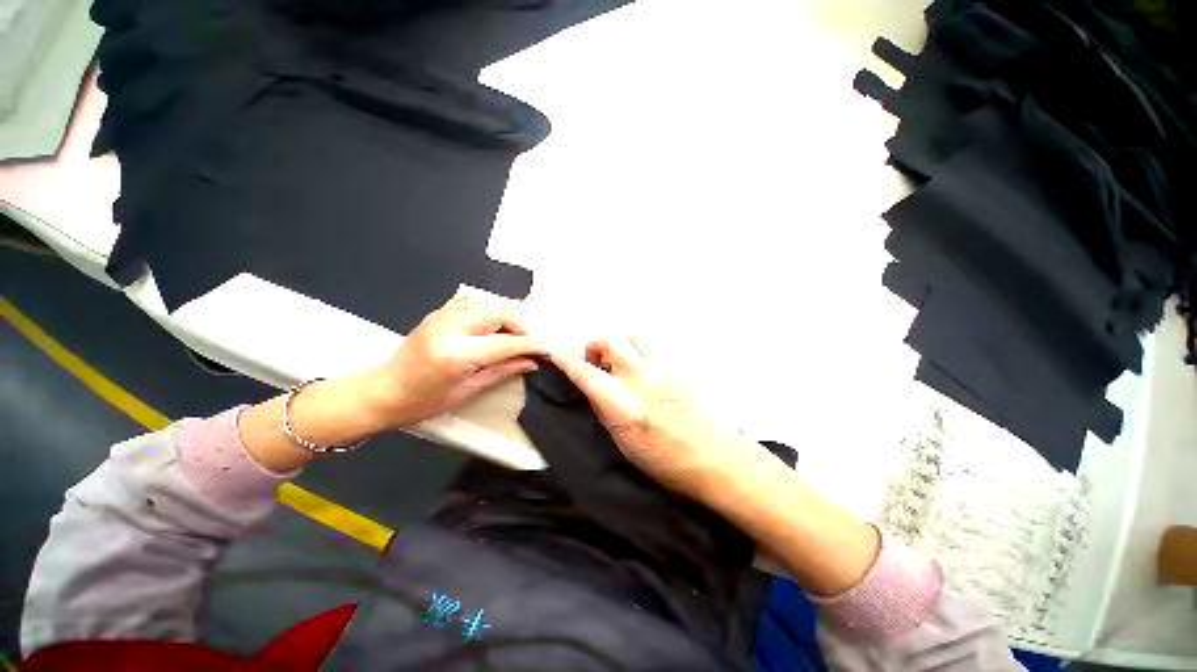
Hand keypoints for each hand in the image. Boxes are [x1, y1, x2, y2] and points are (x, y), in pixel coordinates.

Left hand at [368, 295, 545, 427]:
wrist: (381, 391)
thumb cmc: (423, 401)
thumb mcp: (468, 390)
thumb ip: (504, 371)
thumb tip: (532, 362)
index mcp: (458, 354)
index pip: (507, 342)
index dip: (531, 344)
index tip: (546, 349)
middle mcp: (451, 328)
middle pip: (501, 312)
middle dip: (522, 325)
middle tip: (527, 343)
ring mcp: (443, 316)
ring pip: (489, 303)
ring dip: (507, 317)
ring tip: (512, 336)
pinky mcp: (439, 312)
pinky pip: (475, 303)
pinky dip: (491, 312)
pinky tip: (493, 328)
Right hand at [550, 336, 749, 499]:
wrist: (712, 457)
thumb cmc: (663, 459)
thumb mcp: (622, 440)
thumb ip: (604, 408)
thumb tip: (594, 388)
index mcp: (622, 404)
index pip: (585, 373)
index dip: (566, 360)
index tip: (556, 352)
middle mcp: (641, 379)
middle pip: (610, 339)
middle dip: (596, 345)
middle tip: (599, 362)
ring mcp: (664, 368)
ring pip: (635, 336)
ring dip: (623, 345)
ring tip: (625, 363)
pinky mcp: (680, 366)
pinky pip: (655, 347)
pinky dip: (643, 353)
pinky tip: (648, 371)